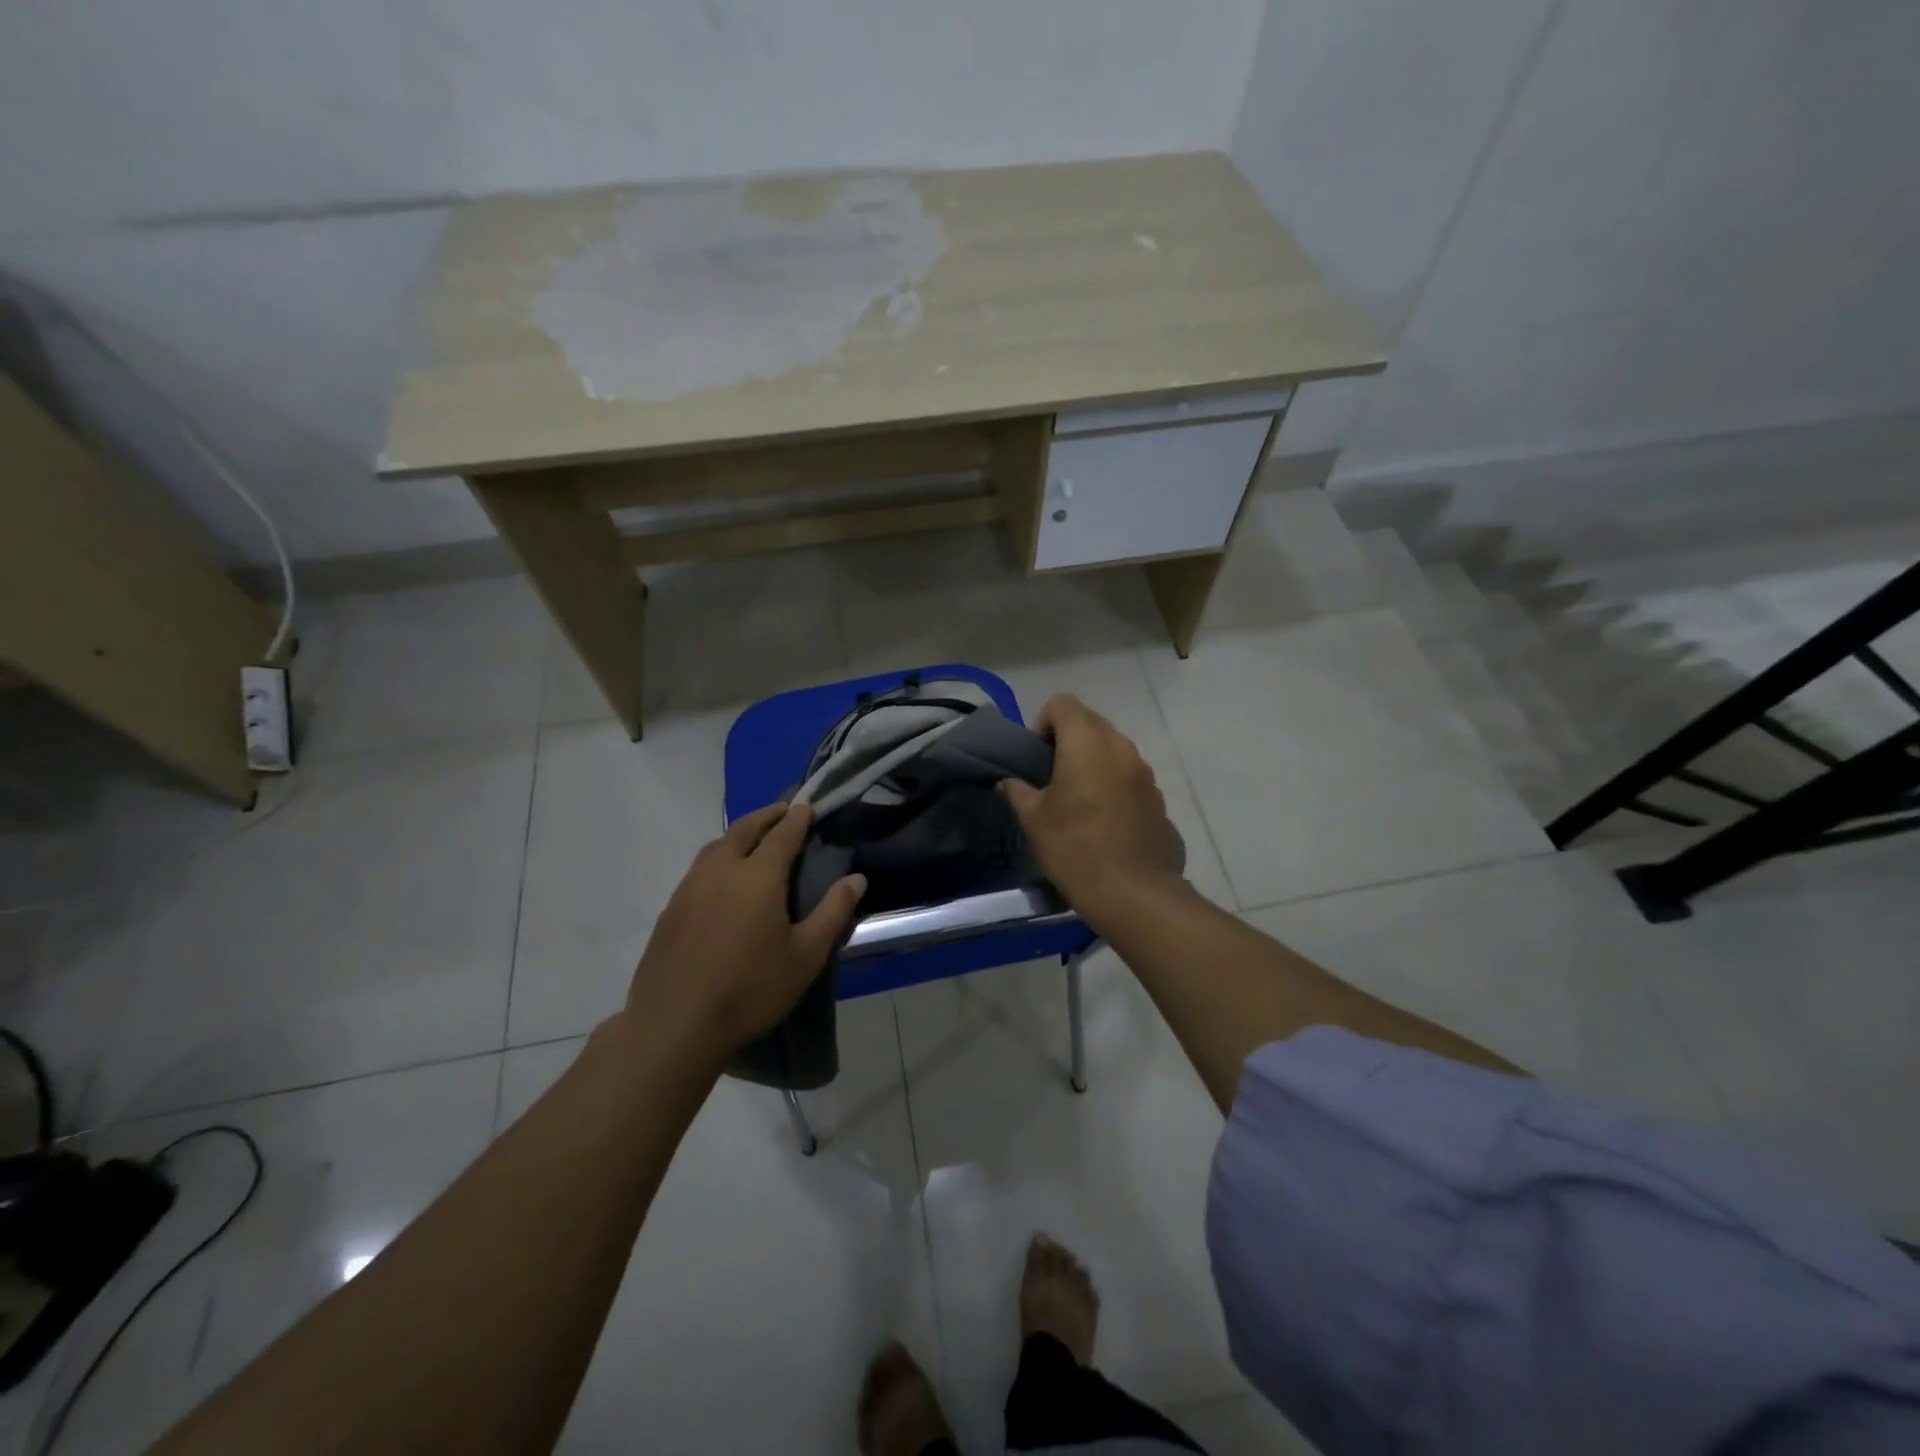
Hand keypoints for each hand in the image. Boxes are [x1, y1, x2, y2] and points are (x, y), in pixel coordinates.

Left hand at [625, 803, 865, 1056]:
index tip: (807, 804)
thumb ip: (833, 912)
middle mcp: (721, 870)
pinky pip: (699, 868)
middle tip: (783, 811)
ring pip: (716, 845)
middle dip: (766, 815)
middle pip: (744, 829)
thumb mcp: (806, 956)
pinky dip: (718, 857)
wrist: (675, 1025)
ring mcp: (690, 888)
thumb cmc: (750, 989)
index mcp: (758, 876)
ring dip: (739, 833)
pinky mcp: (670, 909)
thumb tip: (857, 878)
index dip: (797, 817)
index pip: (782, 834)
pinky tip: (722, 878)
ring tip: (754, 837)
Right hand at [1000, 695, 1183, 912]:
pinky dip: (1113, 782)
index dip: (1043, 722)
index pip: (1063, 704)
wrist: (1131, 890)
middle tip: (1052, 776)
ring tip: (1078, 797)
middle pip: (1090, 722)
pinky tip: (1103, 817)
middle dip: (1068, 740)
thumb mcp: (1034, 819)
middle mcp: (1119, 745)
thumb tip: (1009, 782)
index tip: (1036, 756)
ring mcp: (1143, 770)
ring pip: (1112, 748)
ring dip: (1093, 761)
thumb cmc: (1074, 846)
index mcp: (1086, 741)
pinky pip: (1129, 774)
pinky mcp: (1156, 795)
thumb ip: (1018, 792)